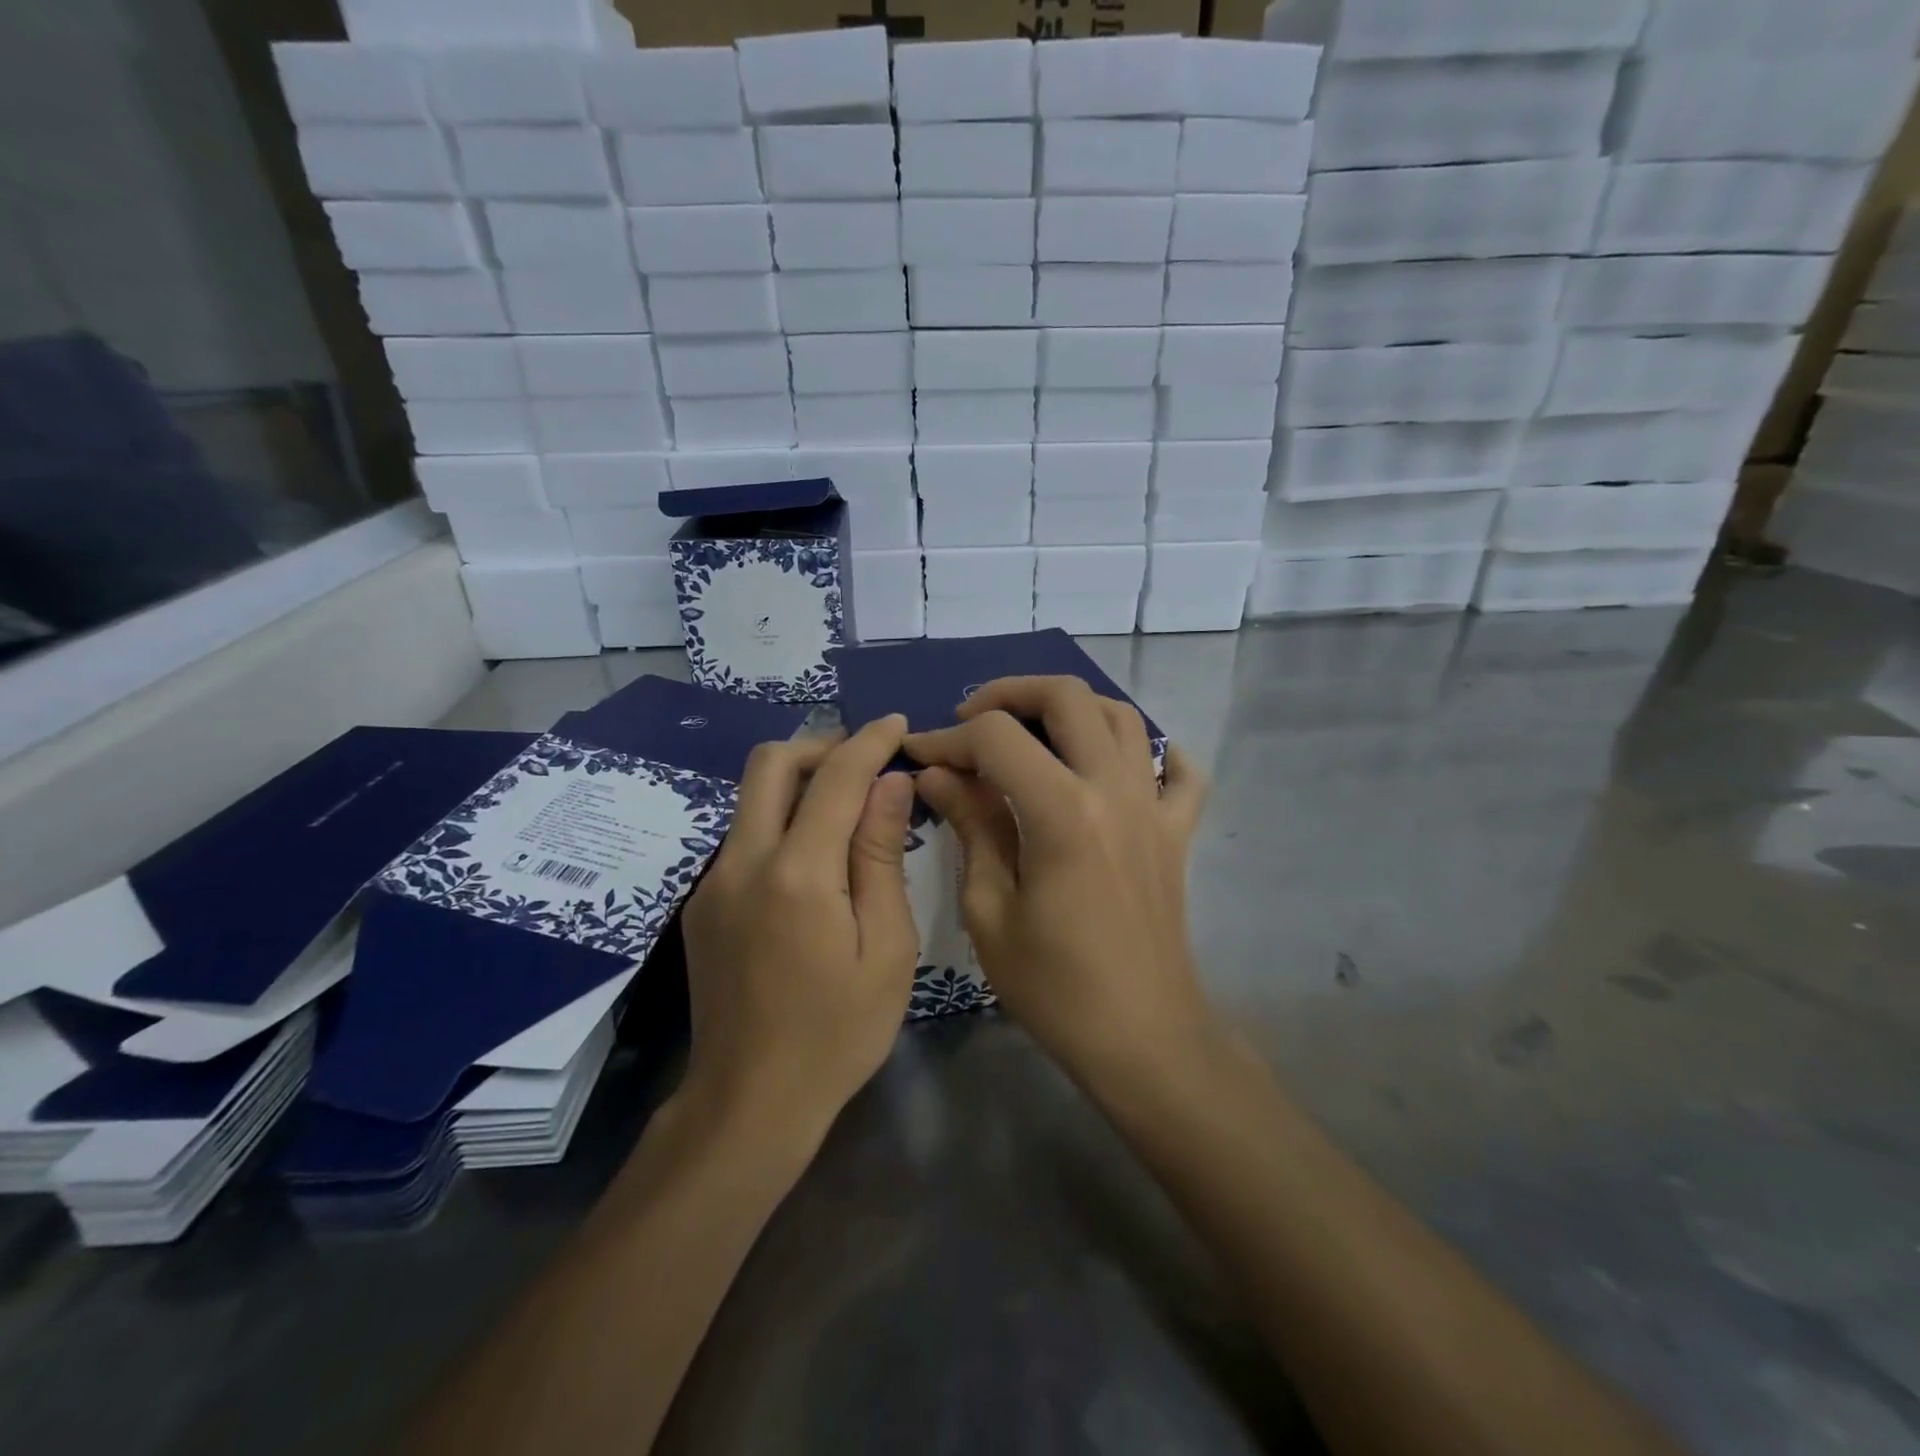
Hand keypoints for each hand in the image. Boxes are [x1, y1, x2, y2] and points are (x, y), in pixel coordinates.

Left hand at [678, 717, 918, 1153]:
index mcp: (797, 874)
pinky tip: (813, 854)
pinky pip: (743, 834)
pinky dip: (780, 817)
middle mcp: (743, 862)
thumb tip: (891, 785)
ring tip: (846, 802)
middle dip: (822, 745)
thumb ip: (881, 856)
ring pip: (750, 795)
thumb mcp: (886, 949)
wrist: (749, 1102)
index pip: (835, 777)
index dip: (870, 742)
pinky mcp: (702, 903)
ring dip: (798, 779)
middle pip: (771, 763)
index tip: (898, 725)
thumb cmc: (837, 1033)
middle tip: (866, 762)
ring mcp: (713, 881)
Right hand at [904, 677, 1210, 1089]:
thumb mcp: (990, 911)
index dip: (948, 739)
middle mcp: (1115, 790)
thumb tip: (938, 775)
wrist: (1142, 1037)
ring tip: (1032, 731)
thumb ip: (970, 827)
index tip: (919, 756)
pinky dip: (1150, 752)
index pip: (997, 739)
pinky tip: (1120, 765)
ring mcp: (1154, 806)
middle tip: (971, 721)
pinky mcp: (1176, 831)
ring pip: (1121, 716)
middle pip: (1067, 697)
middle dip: (1008, 694)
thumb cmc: (1055, 987)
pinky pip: (1177, 771)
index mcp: (1063, 812)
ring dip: (1071, 708)